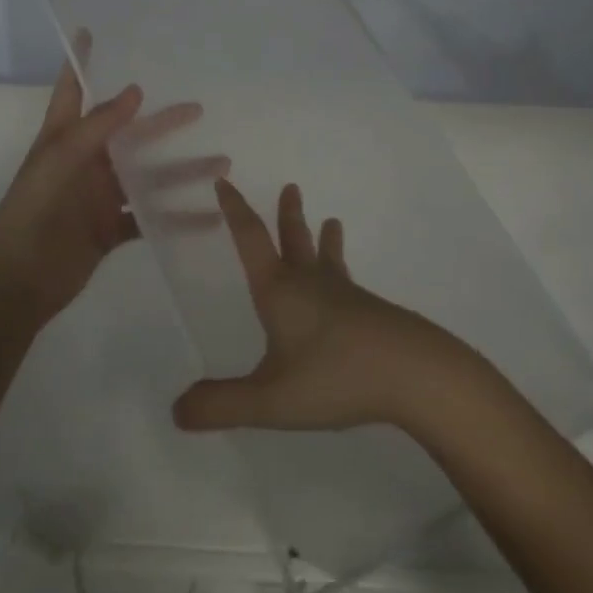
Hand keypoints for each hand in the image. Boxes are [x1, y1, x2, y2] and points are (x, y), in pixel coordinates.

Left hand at [0, 53, 221, 326]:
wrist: (19, 280)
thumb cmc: (34, 211)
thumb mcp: (62, 160)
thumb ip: (99, 126)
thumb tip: (135, 91)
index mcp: (64, 137)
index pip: (72, 89)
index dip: (79, 60)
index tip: (90, 31)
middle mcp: (85, 161)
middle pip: (129, 134)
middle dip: (162, 122)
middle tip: (198, 108)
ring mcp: (100, 196)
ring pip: (148, 177)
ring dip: (182, 171)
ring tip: (222, 165)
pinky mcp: (111, 229)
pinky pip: (151, 218)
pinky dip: (178, 217)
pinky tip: (210, 216)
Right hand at [173, 180, 460, 432]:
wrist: (416, 375)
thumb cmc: (335, 376)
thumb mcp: (270, 399)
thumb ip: (222, 404)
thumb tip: (176, 410)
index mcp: (279, 291)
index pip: (250, 238)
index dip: (234, 209)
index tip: (224, 182)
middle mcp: (310, 283)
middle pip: (294, 239)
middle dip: (287, 214)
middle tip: (291, 187)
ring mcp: (345, 296)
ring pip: (327, 258)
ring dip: (323, 238)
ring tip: (332, 221)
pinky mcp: (372, 313)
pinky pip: (349, 284)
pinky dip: (343, 272)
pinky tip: (353, 290)